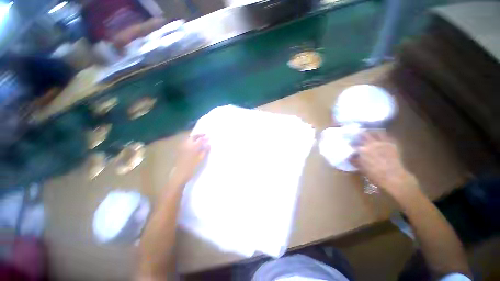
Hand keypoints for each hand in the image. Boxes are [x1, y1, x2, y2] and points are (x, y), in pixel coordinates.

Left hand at [170, 134, 209, 185]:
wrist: (179, 175)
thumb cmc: (191, 168)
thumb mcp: (200, 160)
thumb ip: (204, 151)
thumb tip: (208, 145)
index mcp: (192, 147)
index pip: (199, 140)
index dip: (204, 138)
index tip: (209, 137)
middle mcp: (186, 145)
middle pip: (193, 137)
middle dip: (199, 135)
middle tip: (204, 135)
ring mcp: (182, 148)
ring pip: (188, 139)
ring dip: (194, 137)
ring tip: (199, 138)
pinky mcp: (179, 152)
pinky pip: (185, 143)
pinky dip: (190, 141)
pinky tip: (192, 144)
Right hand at [352, 131, 418, 197]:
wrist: (393, 177)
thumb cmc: (375, 174)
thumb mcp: (361, 168)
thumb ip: (354, 160)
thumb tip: (349, 156)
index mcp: (362, 150)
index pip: (353, 144)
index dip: (351, 143)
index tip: (349, 143)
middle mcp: (371, 144)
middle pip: (363, 135)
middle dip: (360, 134)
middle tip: (358, 134)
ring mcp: (382, 143)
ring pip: (375, 132)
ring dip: (371, 132)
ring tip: (369, 132)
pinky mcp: (392, 144)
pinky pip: (387, 136)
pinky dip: (382, 134)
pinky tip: (381, 135)